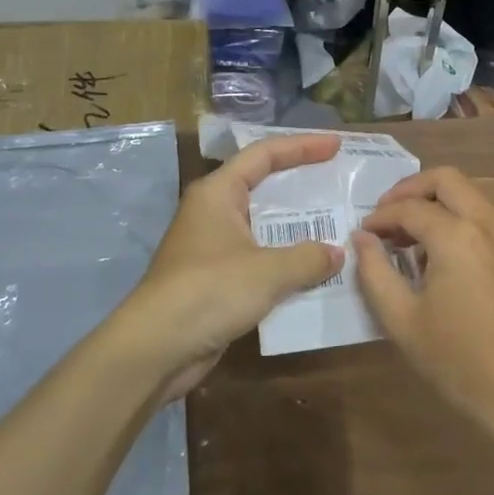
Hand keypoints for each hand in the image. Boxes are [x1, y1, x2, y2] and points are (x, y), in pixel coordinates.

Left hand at [113, 133, 344, 401]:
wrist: (155, 349)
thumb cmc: (209, 291)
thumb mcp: (267, 271)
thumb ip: (308, 258)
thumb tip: (336, 253)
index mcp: (218, 193)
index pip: (264, 154)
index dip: (302, 146)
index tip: (336, 145)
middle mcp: (213, 212)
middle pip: (263, 185)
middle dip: (301, 184)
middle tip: (338, 182)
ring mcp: (213, 247)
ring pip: (263, 225)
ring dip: (296, 227)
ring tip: (335, 225)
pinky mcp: (215, 279)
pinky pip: (259, 258)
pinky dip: (285, 260)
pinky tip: (314, 270)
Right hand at [352, 167, 493, 428]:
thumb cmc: (458, 360)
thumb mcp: (402, 319)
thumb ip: (375, 271)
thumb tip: (362, 238)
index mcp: (457, 235)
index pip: (409, 208)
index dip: (380, 217)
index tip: (363, 234)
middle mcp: (489, 223)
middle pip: (446, 179)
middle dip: (411, 190)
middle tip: (387, 216)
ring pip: (471, 196)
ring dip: (438, 204)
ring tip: (412, 238)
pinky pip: (488, 219)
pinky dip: (462, 221)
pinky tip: (446, 258)